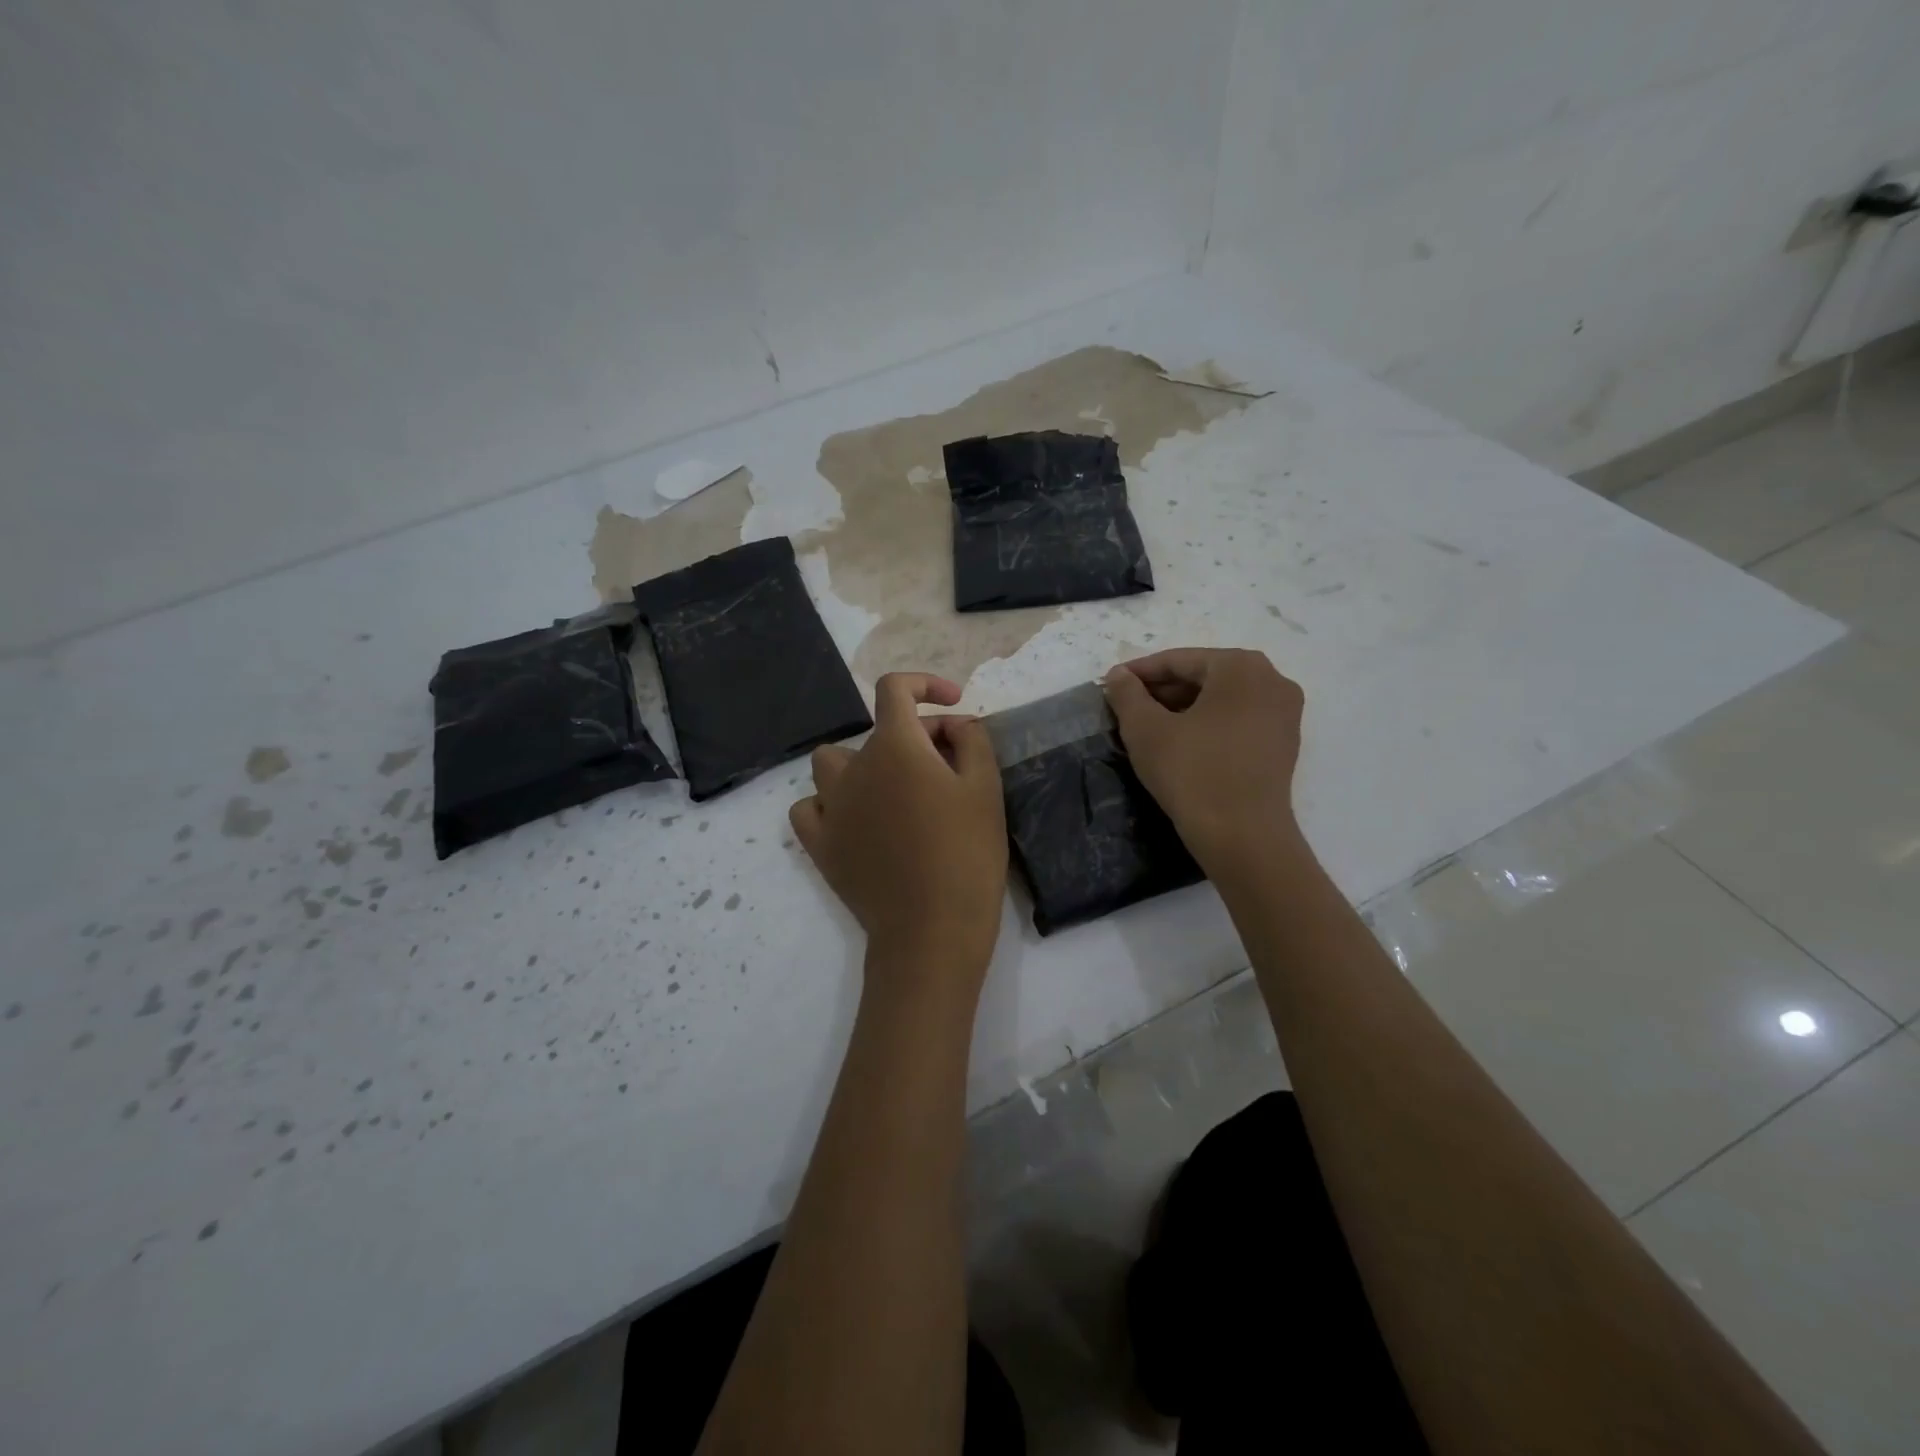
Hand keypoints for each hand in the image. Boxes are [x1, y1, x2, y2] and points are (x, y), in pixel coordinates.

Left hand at [791, 672, 1007, 987]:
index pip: (894, 689)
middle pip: (875, 731)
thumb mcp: (985, 788)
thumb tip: (954, 724)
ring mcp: (830, 807)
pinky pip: (809, 807)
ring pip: (831, 764)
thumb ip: (971, 740)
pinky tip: (854, 819)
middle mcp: (854, 768)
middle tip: (948, 767)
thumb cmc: (967, 854)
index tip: (953, 704)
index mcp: (895, 747)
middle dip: (913, 737)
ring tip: (893, 790)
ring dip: (861, 765)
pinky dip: (829, 804)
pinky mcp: (820, 845)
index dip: (925, 685)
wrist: (931, 929)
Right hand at [1103, 648, 1305, 873]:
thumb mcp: (1146, 729)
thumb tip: (1118, 676)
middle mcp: (1271, 680)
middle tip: (1126, 708)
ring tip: (1147, 727)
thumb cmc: (1192, 773)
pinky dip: (1207, 725)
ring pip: (1221, 700)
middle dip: (1162, 691)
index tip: (1109, 686)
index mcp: (1241, 666)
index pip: (1178, 661)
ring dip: (1182, 709)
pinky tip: (1180, 745)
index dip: (1138, 673)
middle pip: (1203, 677)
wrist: (1243, 837)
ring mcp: (1284, 714)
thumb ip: (1127, 694)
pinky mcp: (1284, 744)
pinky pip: (1238, 721)